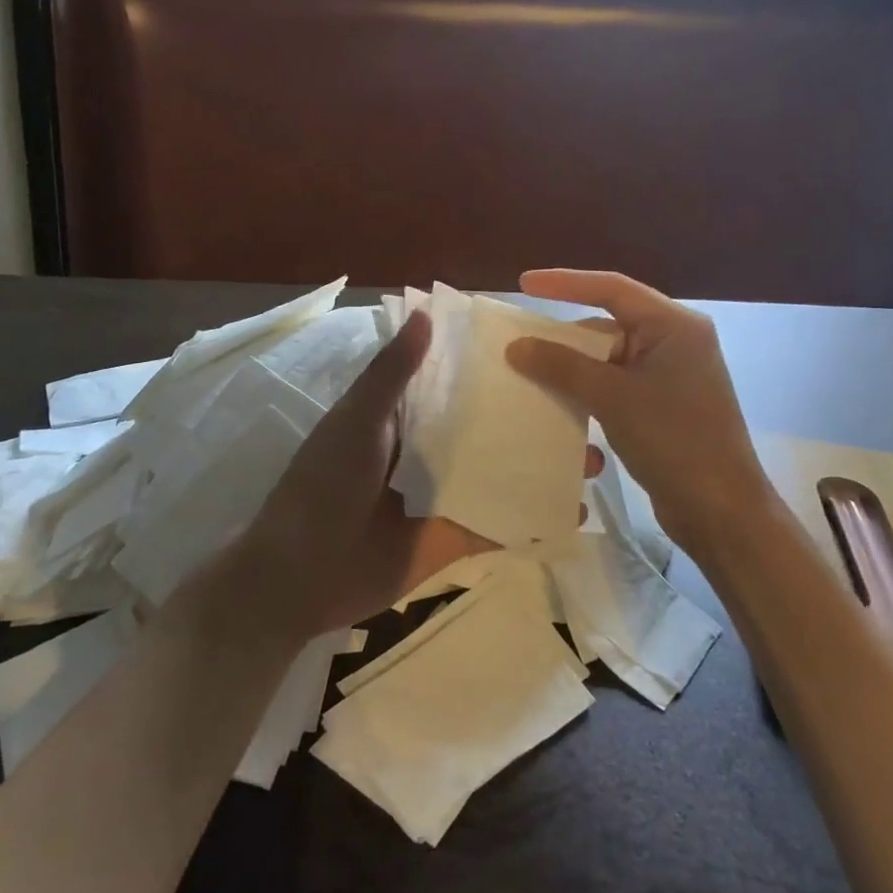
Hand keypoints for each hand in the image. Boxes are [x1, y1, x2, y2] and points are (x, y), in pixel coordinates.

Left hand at [233, 309, 606, 642]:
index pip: (453, 383)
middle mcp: (426, 452)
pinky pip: (500, 523)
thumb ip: (391, 374)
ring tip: (591, 457)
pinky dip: (533, 517)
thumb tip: (428, 315)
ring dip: (539, 465)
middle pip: (486, 428)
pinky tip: (574, 512)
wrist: (300, 576)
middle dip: (530, 419)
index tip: (544, 350)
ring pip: (499, 472)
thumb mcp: (356, 422)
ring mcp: (443, 496)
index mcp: (401, 418)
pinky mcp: (453, 538)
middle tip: (585, 408)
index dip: (492, 369)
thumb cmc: (323, 487)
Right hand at [506, 269, 767, 557]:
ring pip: (609, 359)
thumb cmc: (673, 441)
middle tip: (521, 341)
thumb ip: (562, 367)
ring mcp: (671, 375)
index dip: (565, 283)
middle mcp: (675, 342)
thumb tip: (517, 346)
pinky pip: (616, 385)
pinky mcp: (663, 405)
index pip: (612, 288)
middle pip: (608, 324)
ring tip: (532, 376)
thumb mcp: (613, 397)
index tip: (524, 284)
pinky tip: (563, 409)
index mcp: (674, 326)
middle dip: (565, 337)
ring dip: (574, 371)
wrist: (720, 510)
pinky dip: (590, 394)